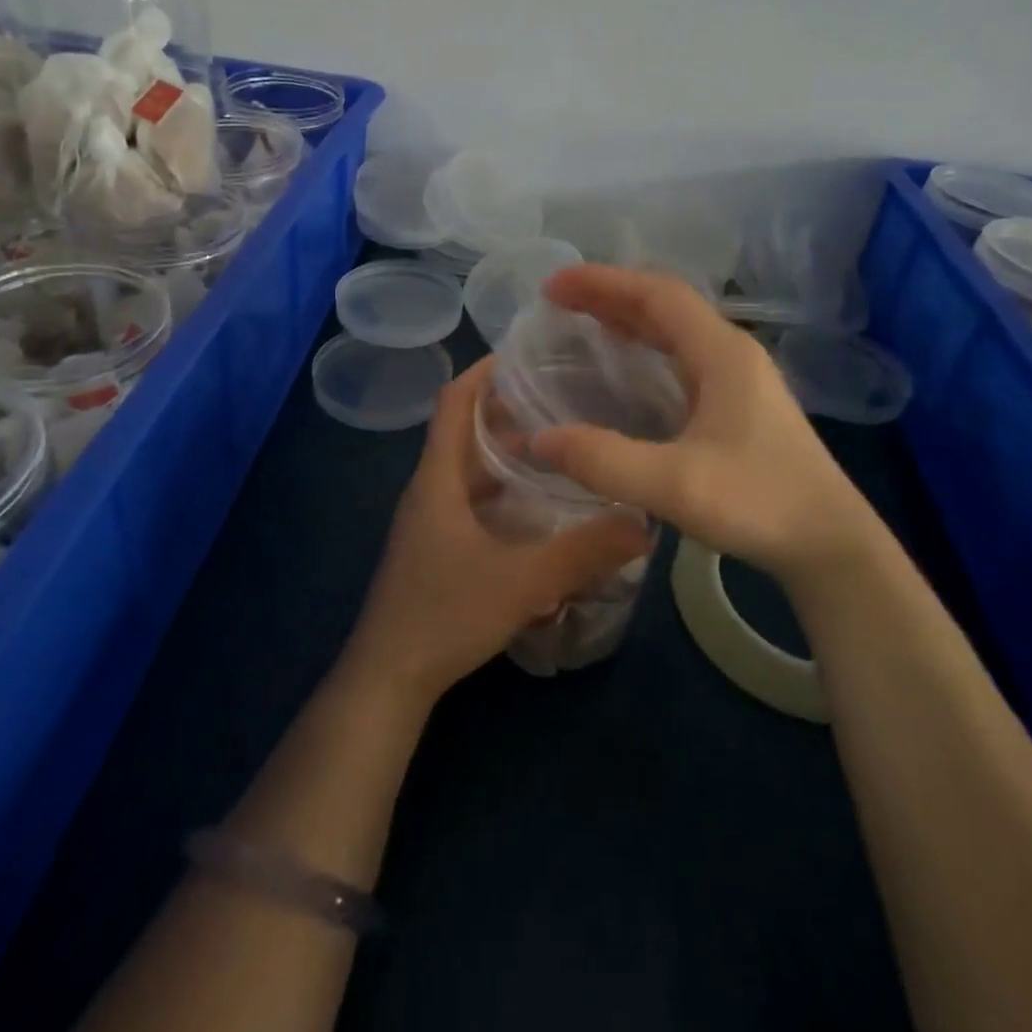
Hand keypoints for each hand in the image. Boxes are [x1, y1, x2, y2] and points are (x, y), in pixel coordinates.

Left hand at [340, 358, 652, 704]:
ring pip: (469, 471)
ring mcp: (428, 522)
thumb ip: (585, 552)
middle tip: (563, 402)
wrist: (388, 678)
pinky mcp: (434, 549)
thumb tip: (644, 524)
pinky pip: (470, 502)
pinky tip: (538, 514)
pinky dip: (501, 494)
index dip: (483, 371)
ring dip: (506, 456)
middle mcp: (429, 490)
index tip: (526, 354)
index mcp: (438, 478)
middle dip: (508, 412)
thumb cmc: (446, 614)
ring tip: (559, 452)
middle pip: (465, 432)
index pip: (453, 401)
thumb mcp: (524, 581)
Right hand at [529, 265, 889, 581]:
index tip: (554, 285)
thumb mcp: (675, 485)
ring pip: (676, 329)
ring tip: (582, 320)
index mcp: (721, 354)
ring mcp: (740, 378)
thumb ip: (604, 461)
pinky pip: (682, 355)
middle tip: (557, 300)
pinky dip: (646, 346)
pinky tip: (627, 367)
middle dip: (610, 294)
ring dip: (628, 317)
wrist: (831, 546)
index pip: (656, 295)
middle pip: (665, 305)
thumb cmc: (760, 505)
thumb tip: (539, 440)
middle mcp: (732, 353)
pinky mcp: (740, 403)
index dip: (603, 282)